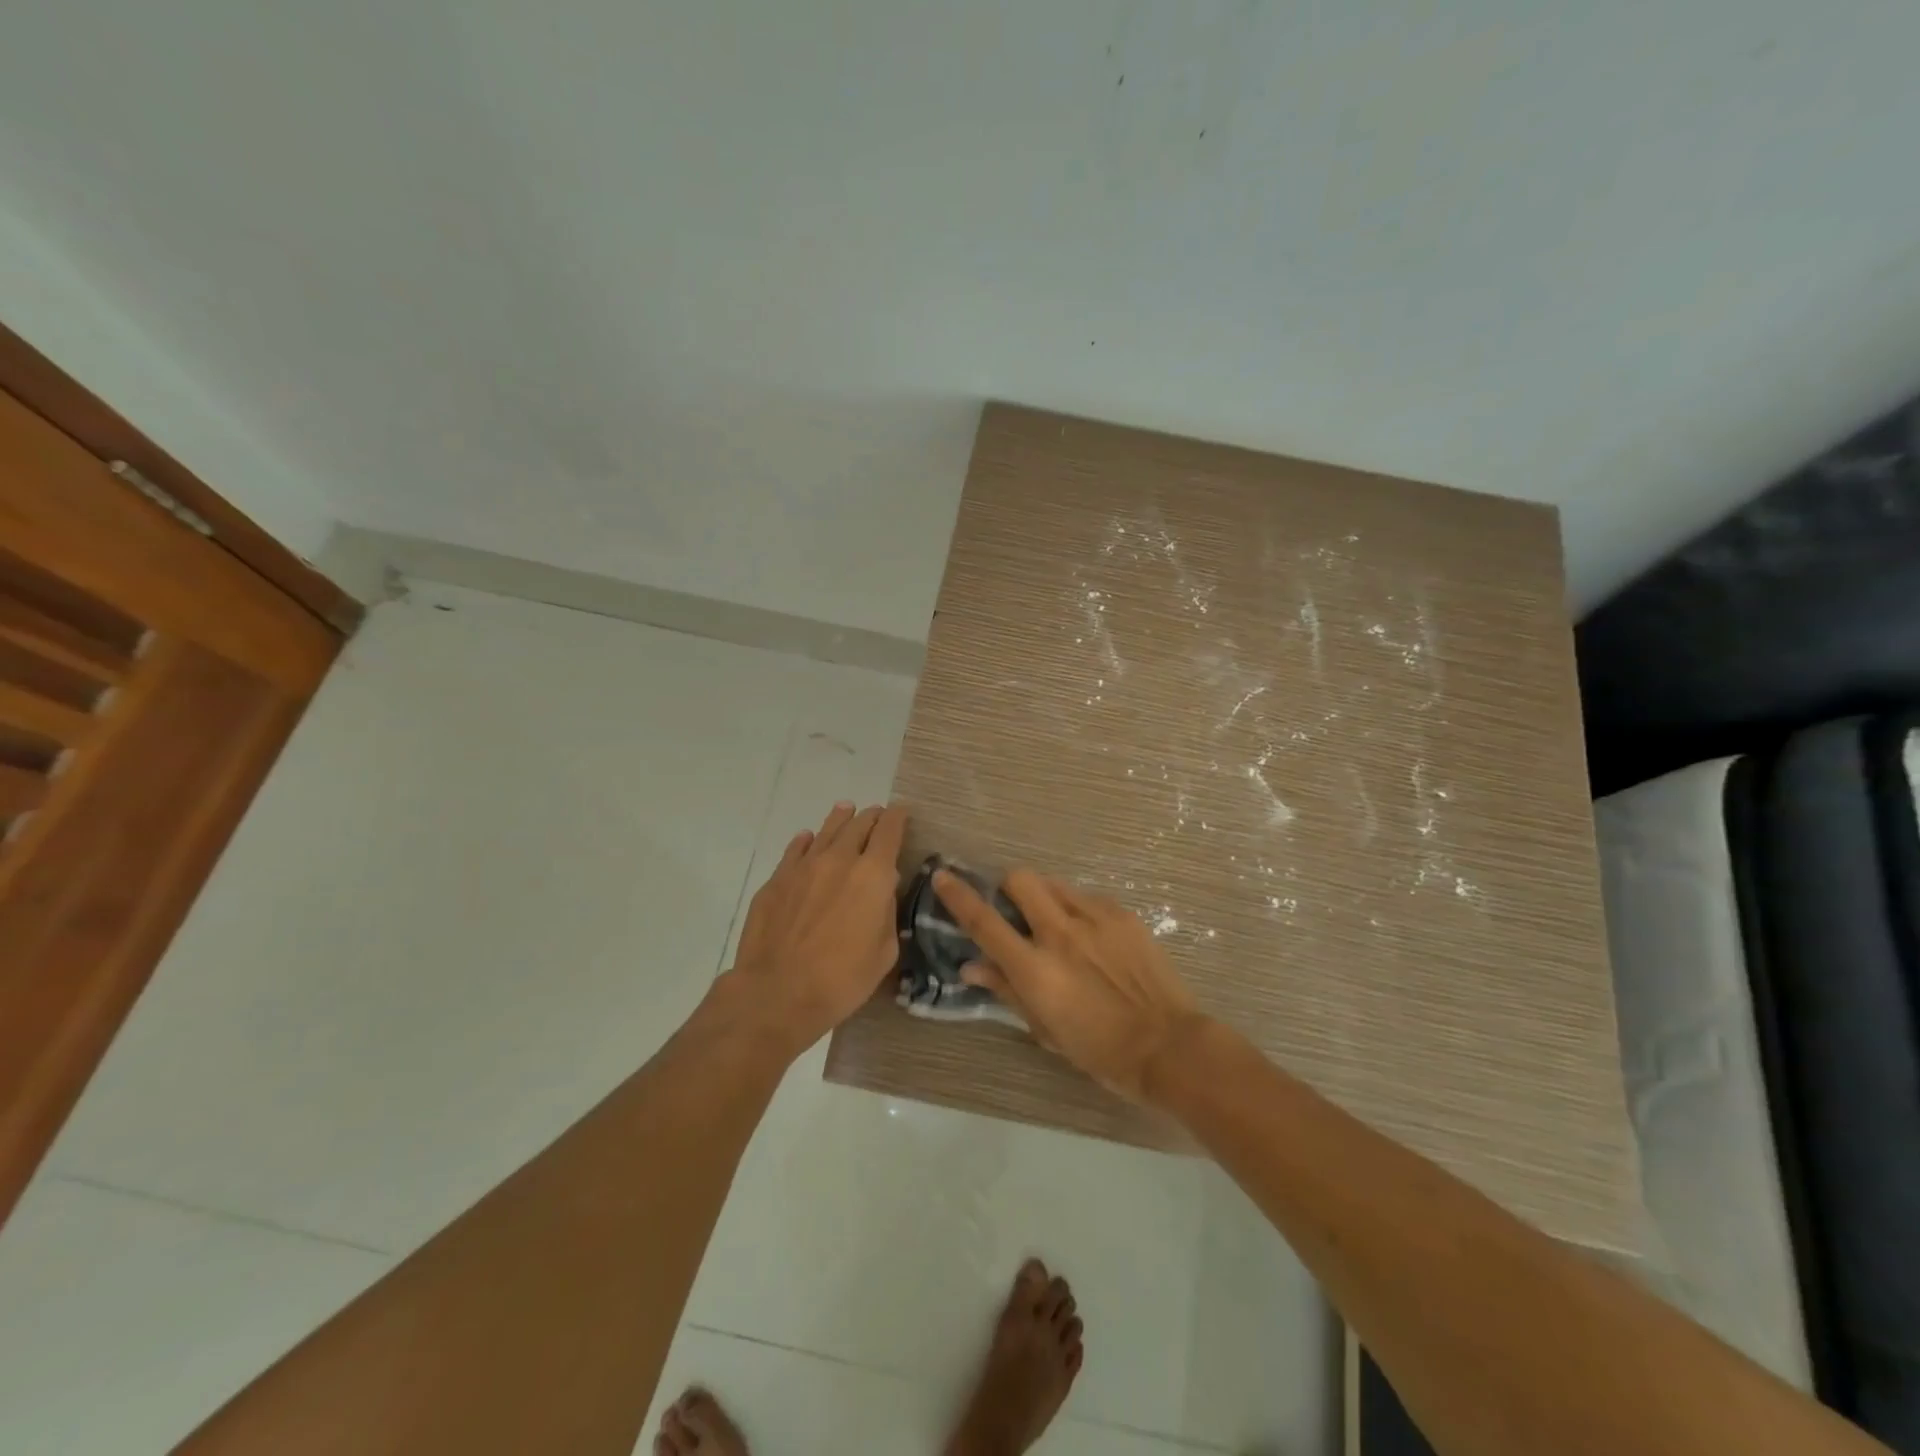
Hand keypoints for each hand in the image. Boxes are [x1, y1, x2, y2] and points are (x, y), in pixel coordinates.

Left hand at [721, 802, 907, 1053]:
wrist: (777, 993)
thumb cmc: (842, 980)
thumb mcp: (884, 952)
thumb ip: (887, 912)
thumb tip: (883, 890)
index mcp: (873, 875)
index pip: (889, 831)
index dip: (898, 817)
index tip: (901, 813)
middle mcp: (839, 859)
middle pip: (858, 825)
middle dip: (871, 817)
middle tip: (877, 815)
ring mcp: (803, 866)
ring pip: (826, 830)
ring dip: (841, 819)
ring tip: (846, 810)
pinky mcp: (776, 880)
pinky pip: (795, 850)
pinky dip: (807, 841)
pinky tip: (808, 840)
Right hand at [934, 869, 1205, 1103]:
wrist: (1167, 1045)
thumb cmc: (1098, 1049)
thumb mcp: (1044, 1029)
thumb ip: (1005, 990)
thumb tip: (970, 965)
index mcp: (1034, 968)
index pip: (984, 922)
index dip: (958, 896)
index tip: (943, 876)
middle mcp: (1060, 933)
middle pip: (1020, 879)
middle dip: (1008, 887)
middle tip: (1016, 910)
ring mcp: (1095, 918)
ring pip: (1054, 883)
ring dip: (1044, 896)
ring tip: (1057, 924)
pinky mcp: (1122, 914)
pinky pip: (1086, 897)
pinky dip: (1077, 909)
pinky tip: (1092, 938)